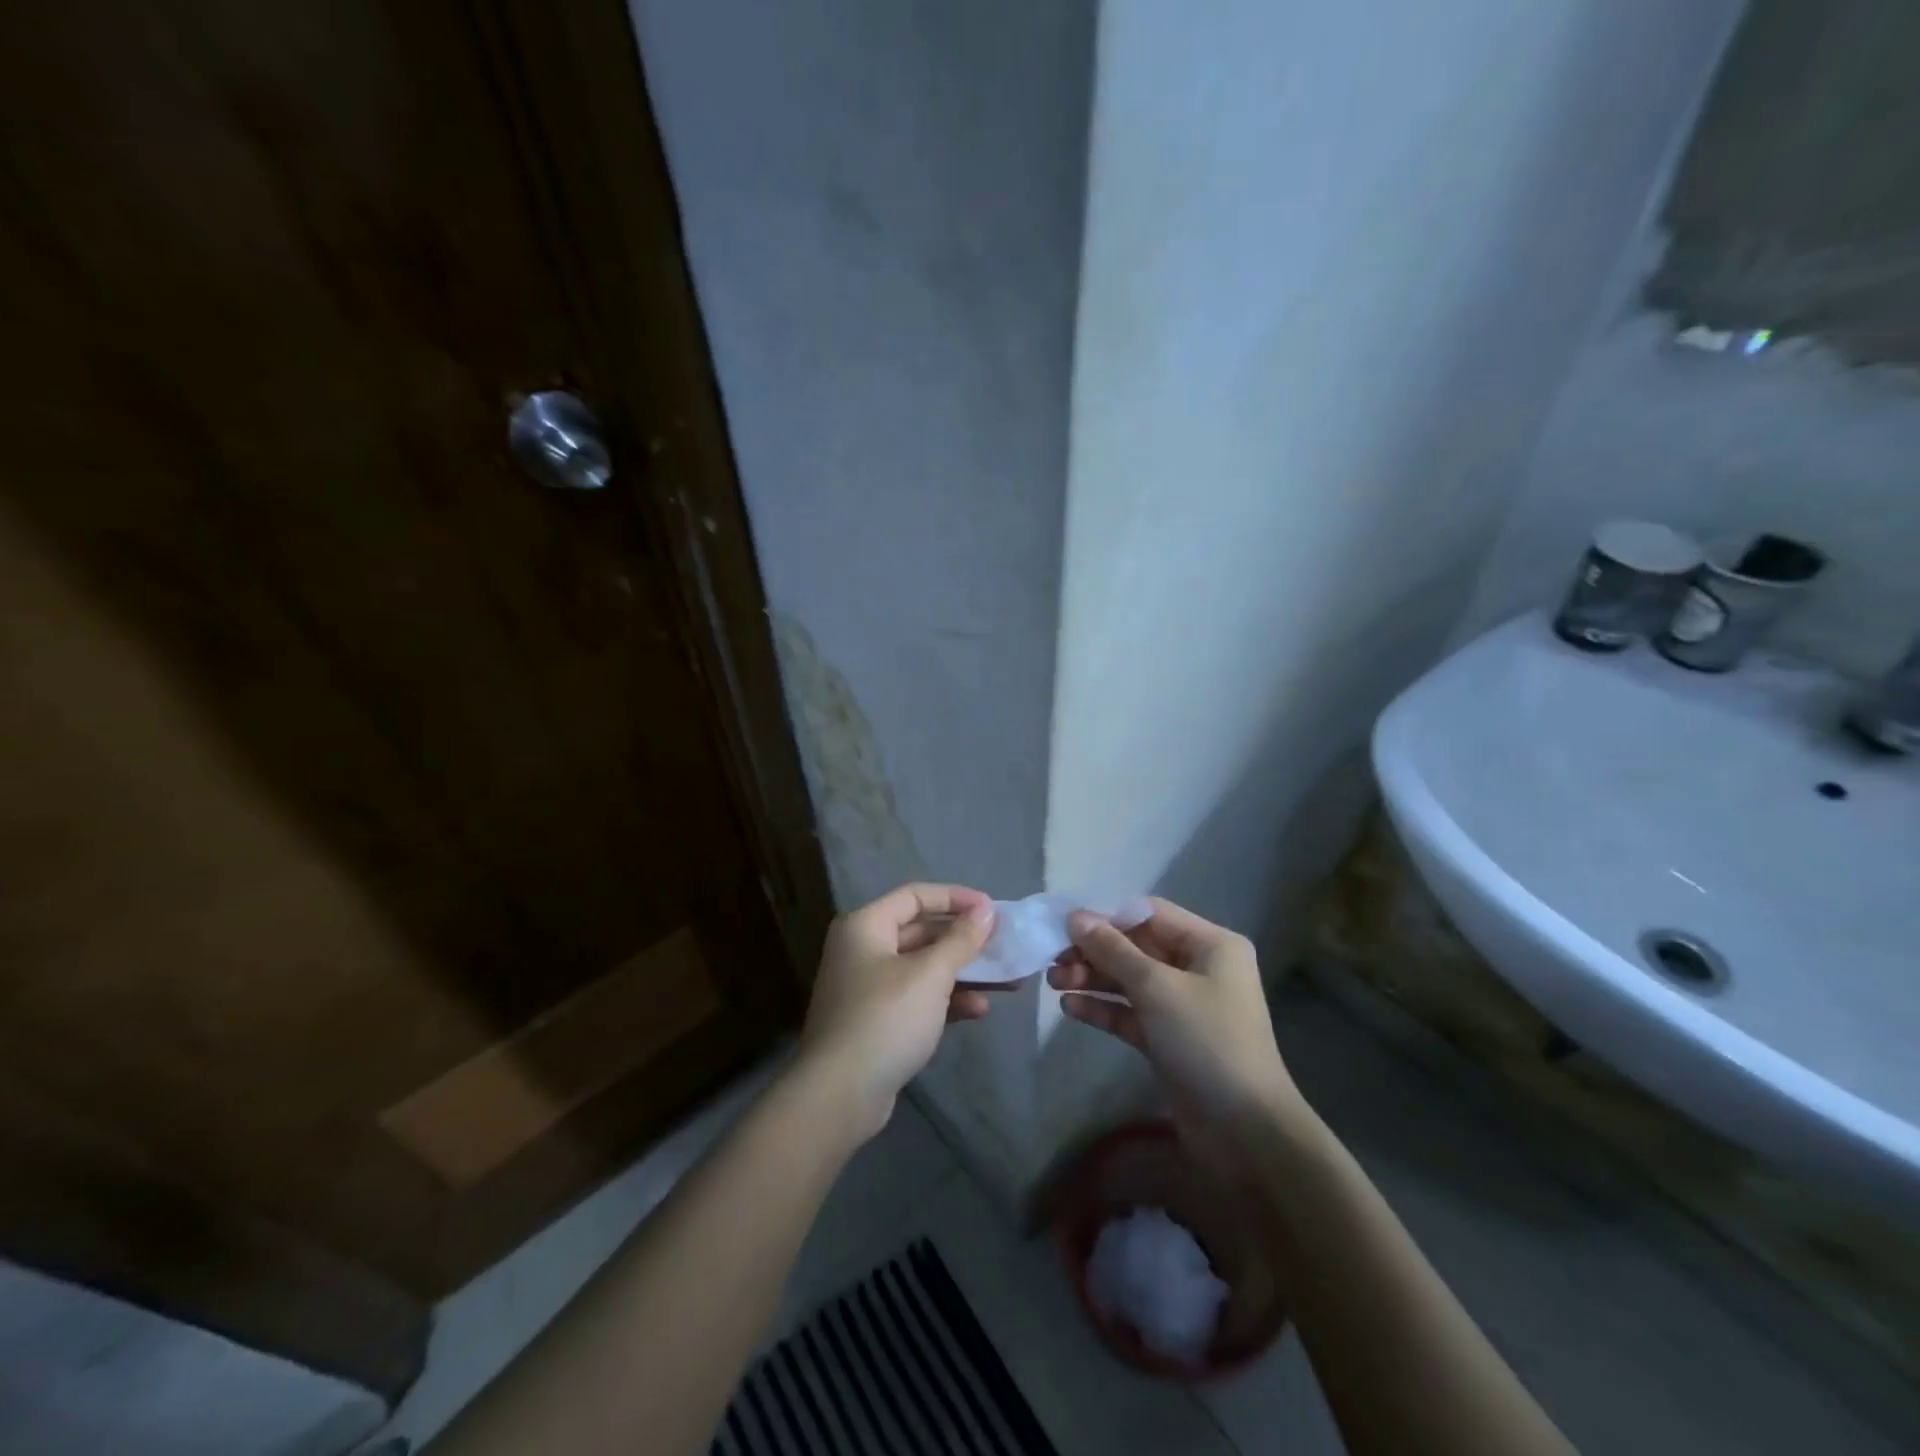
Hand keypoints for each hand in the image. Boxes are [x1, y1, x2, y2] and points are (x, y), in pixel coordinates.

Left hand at [794, 883, 996, 1139]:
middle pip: (921, 931)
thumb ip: (961, 940)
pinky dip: (946, 1000)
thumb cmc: (885, 1019)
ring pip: (923, 968)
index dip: (955, 898)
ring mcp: (867, 987)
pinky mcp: (876, 1021)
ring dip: (962, 972)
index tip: (992, 909)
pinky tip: (979, 1010)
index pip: (915, 895)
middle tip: (1004, 945)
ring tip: (1006, 981)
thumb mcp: (930, 975)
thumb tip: (986, 910)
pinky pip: (917, 998)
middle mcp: (862, 949)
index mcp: (865, 926)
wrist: (839, 1096)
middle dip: (964, 940)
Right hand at [1048, 897, 1303, 1127]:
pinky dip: (1103, 1009)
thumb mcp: (1157, 988)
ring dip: (1092, 979)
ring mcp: (1183, 1006)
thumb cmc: (1207, 1042)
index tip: (1065, 923)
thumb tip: (1075, 917)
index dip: (1107, 916)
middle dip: (1094, 951)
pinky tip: (1071, 1008)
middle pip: (1136, 947)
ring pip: (1129, 981)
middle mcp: (1198, 969)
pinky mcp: (1168, 1040)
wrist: (1245, 1132)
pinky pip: (1130, 1013)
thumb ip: (1113, 950)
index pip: (1150, 914)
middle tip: (1052, 959)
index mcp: (1210, 945)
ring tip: (1053, 983)